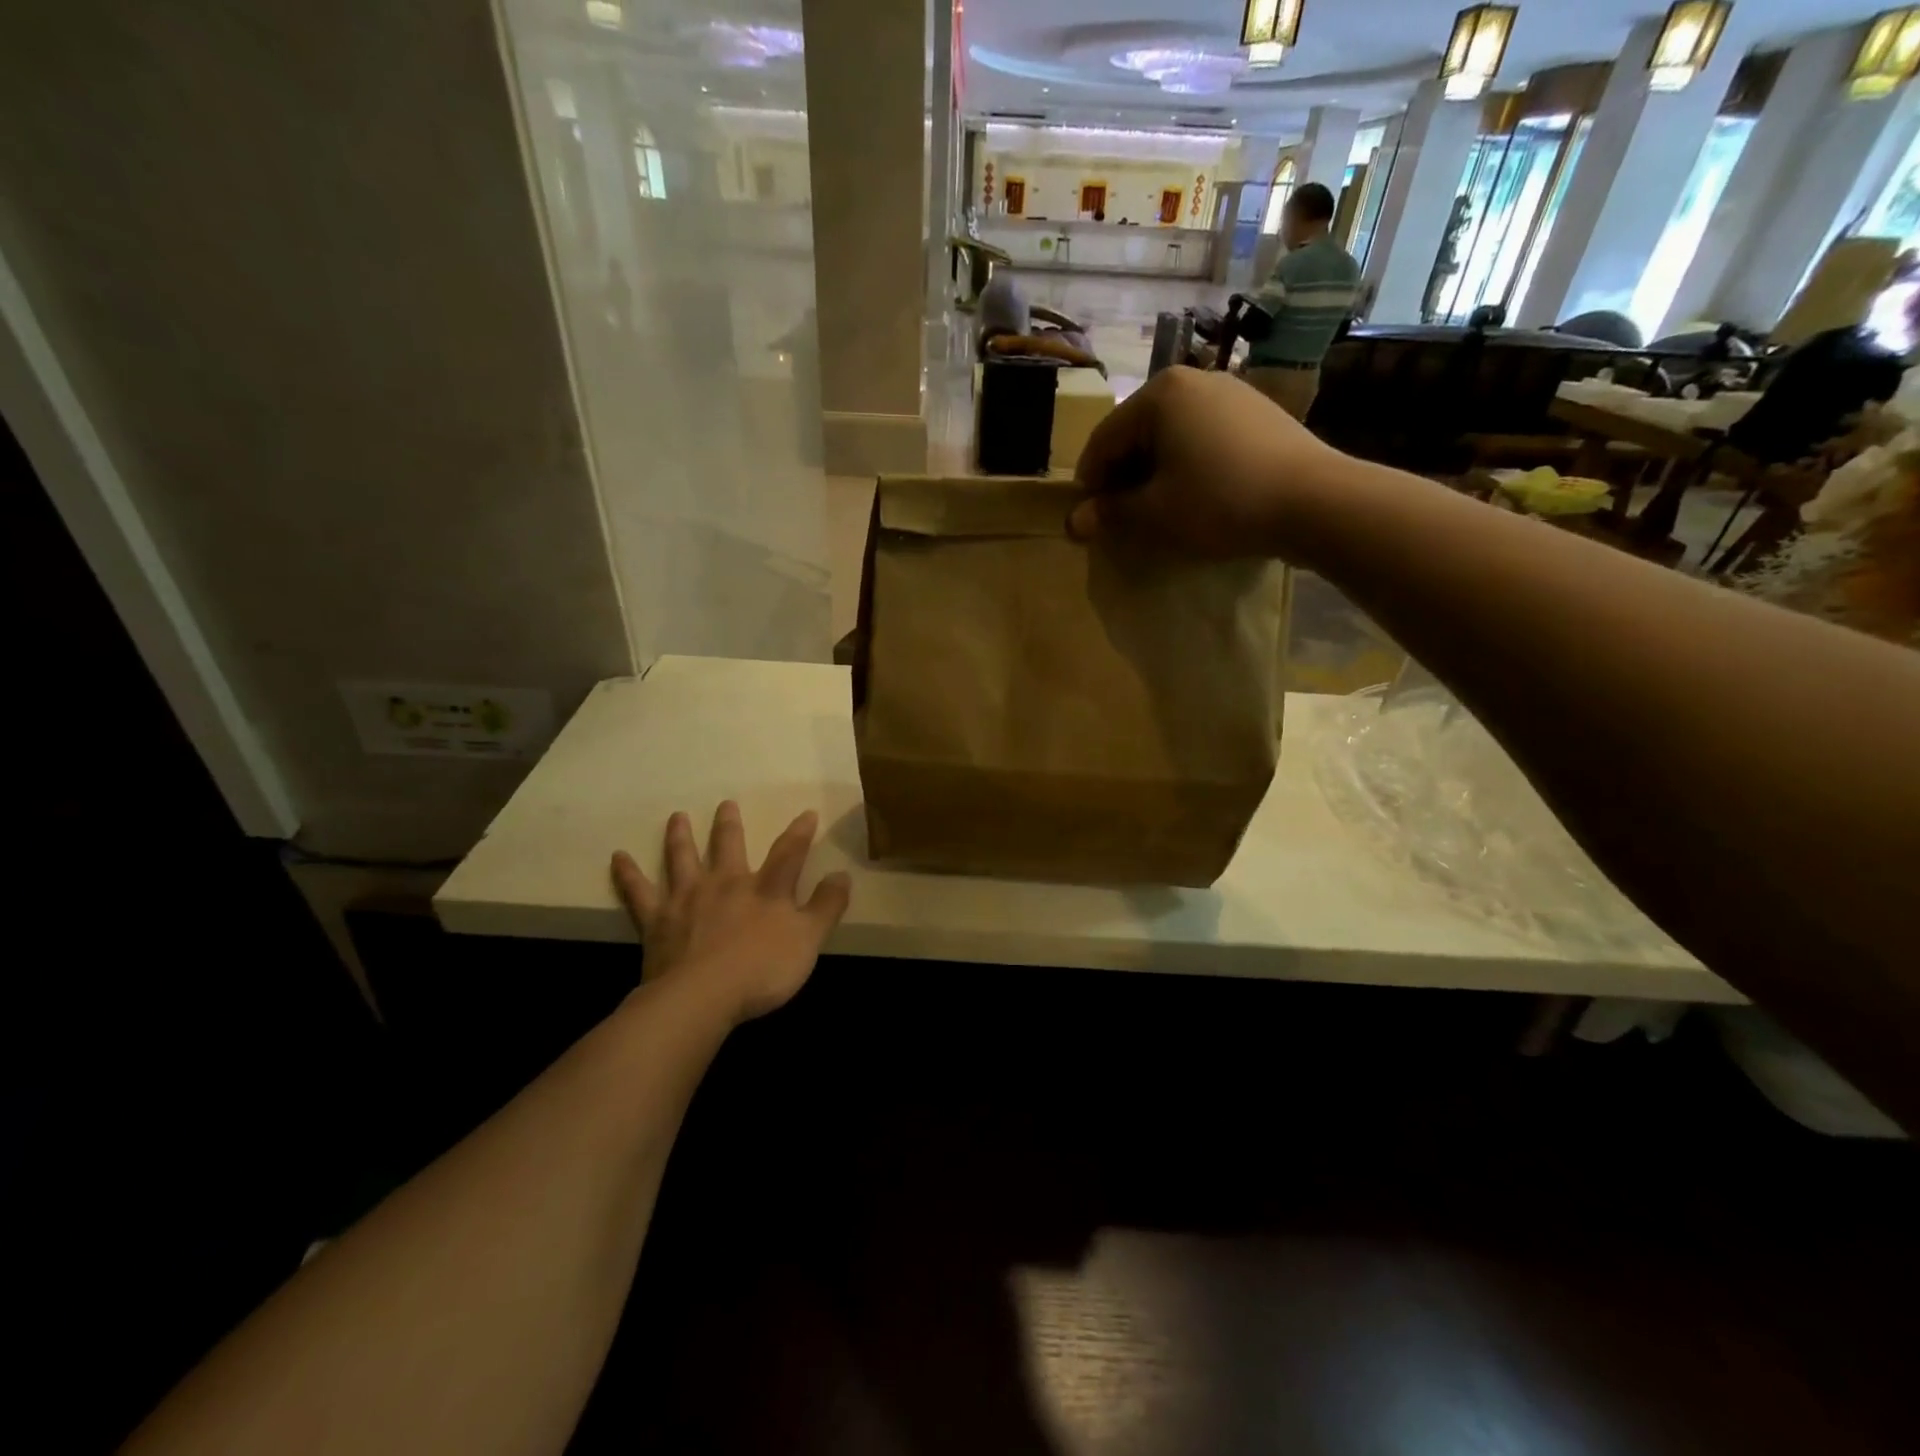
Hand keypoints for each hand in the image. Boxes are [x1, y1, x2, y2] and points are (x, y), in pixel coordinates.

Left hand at [611, 802, 851, 1025]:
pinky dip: (628, 874)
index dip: (800, 832)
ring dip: (680, 836)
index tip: (806, 813)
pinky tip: (617, 857)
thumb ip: (827, 907)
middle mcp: (726, 883)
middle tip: (725, 804)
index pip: (789, 852)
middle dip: (729, 824)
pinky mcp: (656, 920)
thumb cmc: (762, 970)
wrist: (702, 997)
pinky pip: (639, 892)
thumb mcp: (809, 940)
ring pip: (682, 858)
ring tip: (676, 816)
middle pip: (728, 845)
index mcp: (765, 889)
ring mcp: (687, 899)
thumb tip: (842, 874)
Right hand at [1067, 365, 1339, 558]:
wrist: (1314, 501)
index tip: (1087, 519)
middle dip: (1123, 476)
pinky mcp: (1258, 412)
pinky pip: (1204, 438)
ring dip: (1155, 473)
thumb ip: (1110, 514)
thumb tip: (1075, 522)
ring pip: (1172, 435)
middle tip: (1120, 517)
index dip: (1089, 483)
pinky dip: (1188, 465)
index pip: (1104, 440)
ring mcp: (1231, 391)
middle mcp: (1193, 379)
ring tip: (1157, 510)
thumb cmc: (1219, 502)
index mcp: (1160, 394)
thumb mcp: (1154, 515)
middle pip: (1138, 433)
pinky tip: (1196, 495)